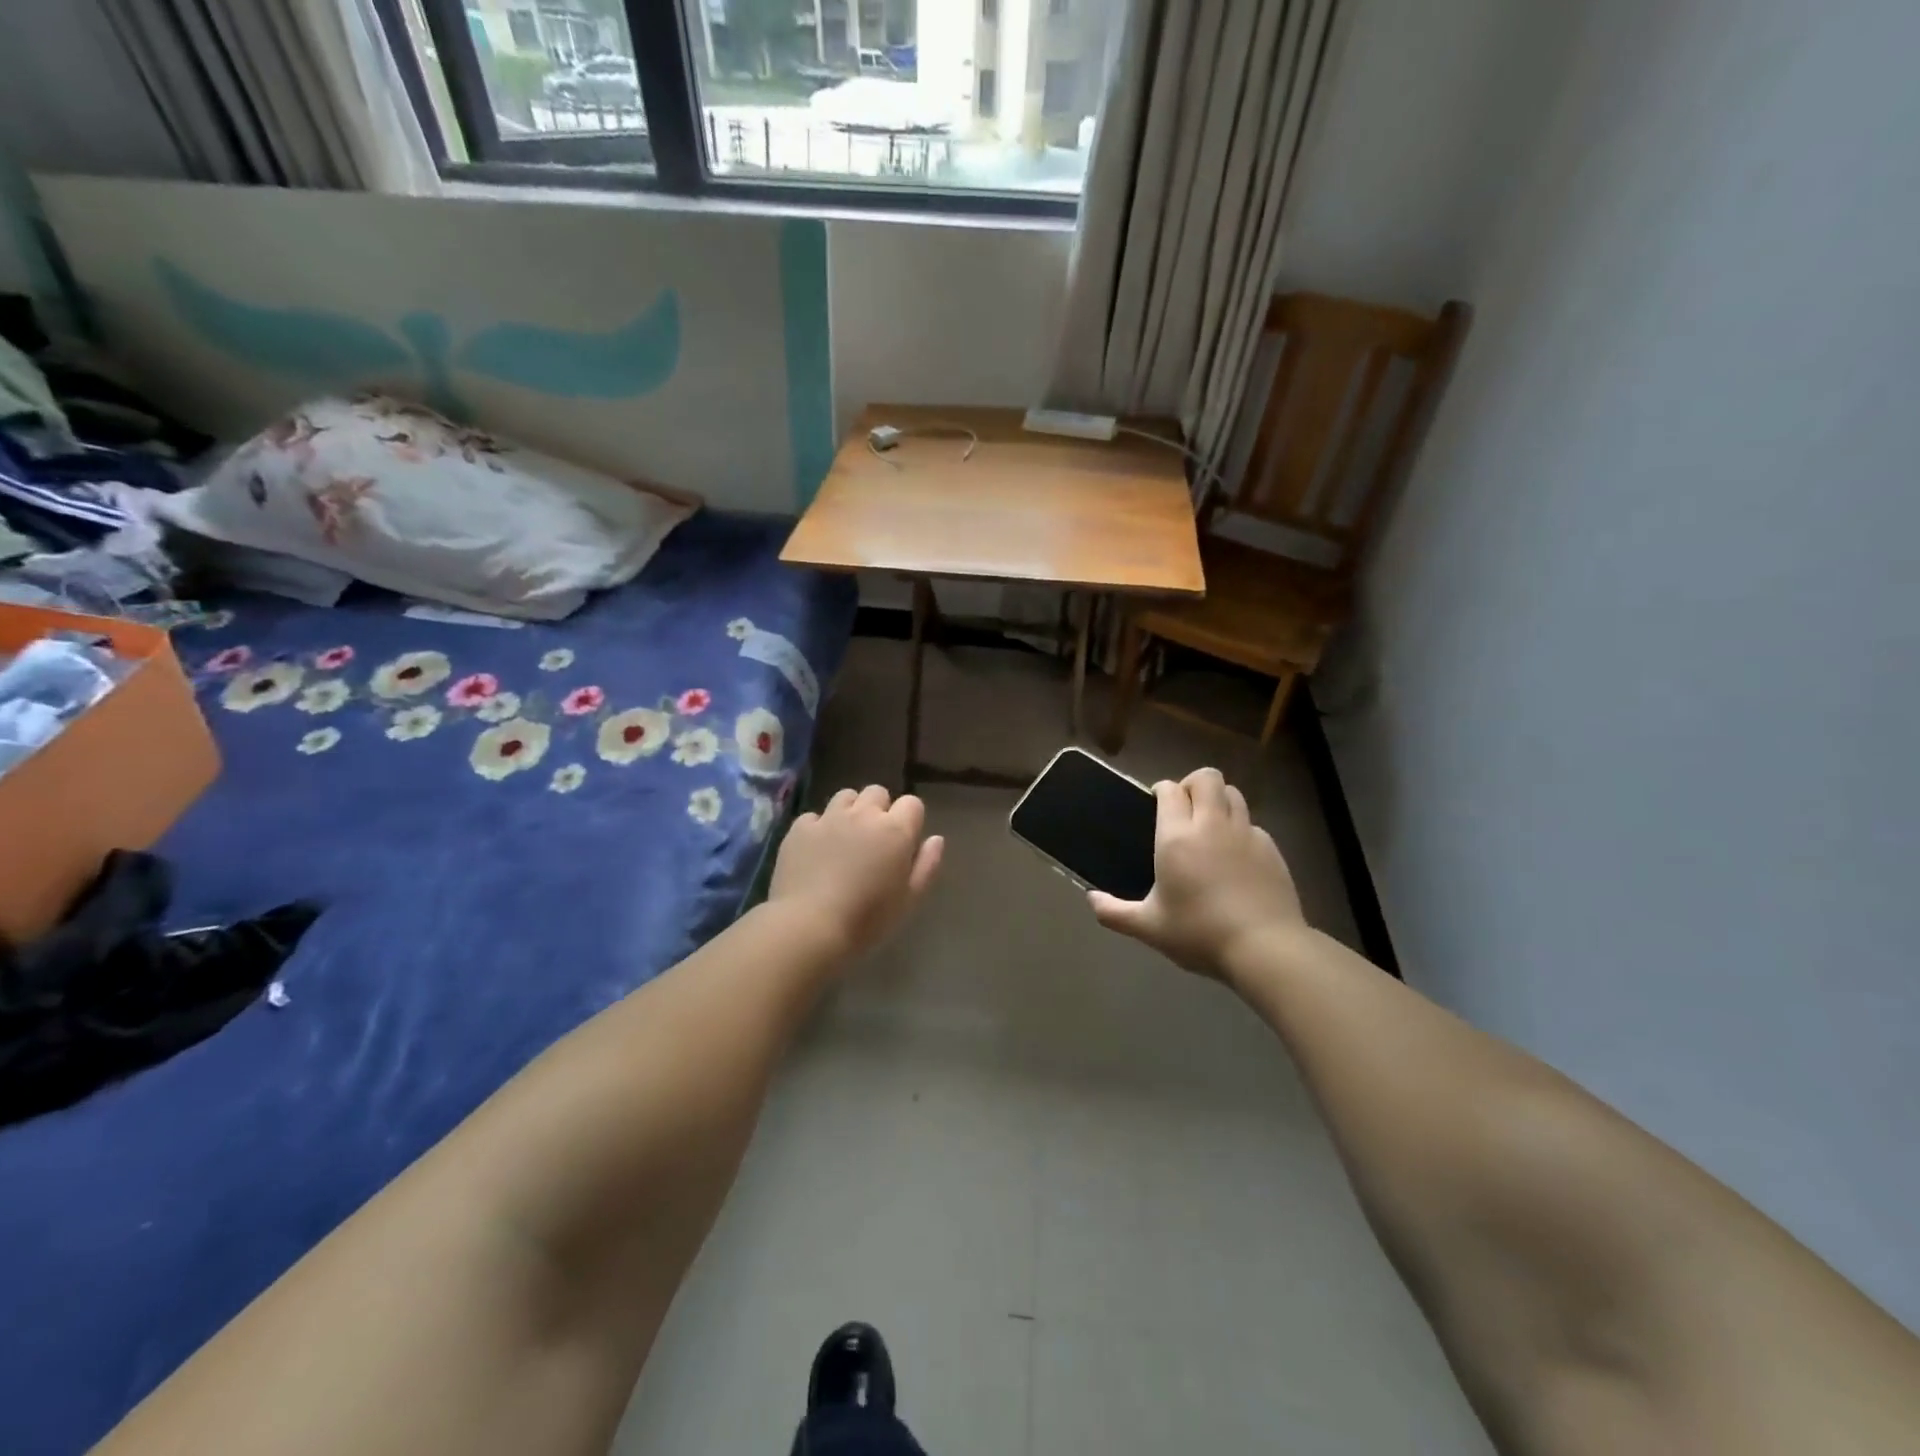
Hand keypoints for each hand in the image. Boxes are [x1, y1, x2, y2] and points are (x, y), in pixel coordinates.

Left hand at [768, 785, 944, 961]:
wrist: (809, 926)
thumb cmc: (867, 919)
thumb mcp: (909, 899)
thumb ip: (927, 865)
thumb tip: (936, 838)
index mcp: (895, 830)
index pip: (912, 803)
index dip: (910, 820)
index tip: (904, 842)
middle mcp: (864, 815)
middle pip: (878, 792)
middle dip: (879, 810)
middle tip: (875, 839)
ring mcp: (829, 818)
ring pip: (846, 796)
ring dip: (850, 811)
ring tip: (845, 838)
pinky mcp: (800, 828)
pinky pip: (814, 816)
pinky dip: (818, 827)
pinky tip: (816, 850)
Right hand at [1088, 768, 1306, 981]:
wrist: (1265, 948)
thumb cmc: (1200, 933)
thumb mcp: (1149, 928)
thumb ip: (1115, 912)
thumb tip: (1090, 900)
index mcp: (1177, 837)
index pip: (1169, 789)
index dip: (1161, 790)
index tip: (1155, 803)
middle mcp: (1212, 824)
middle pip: (1206, 778)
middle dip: (1192, 784)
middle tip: (1183, 810)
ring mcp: (1246, 833)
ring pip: (1233, 794)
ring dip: (1219, 800)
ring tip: (1210, 825)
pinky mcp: (1271, 848)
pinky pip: (1252, 823)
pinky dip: (1240, 829)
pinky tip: (1235, 856)